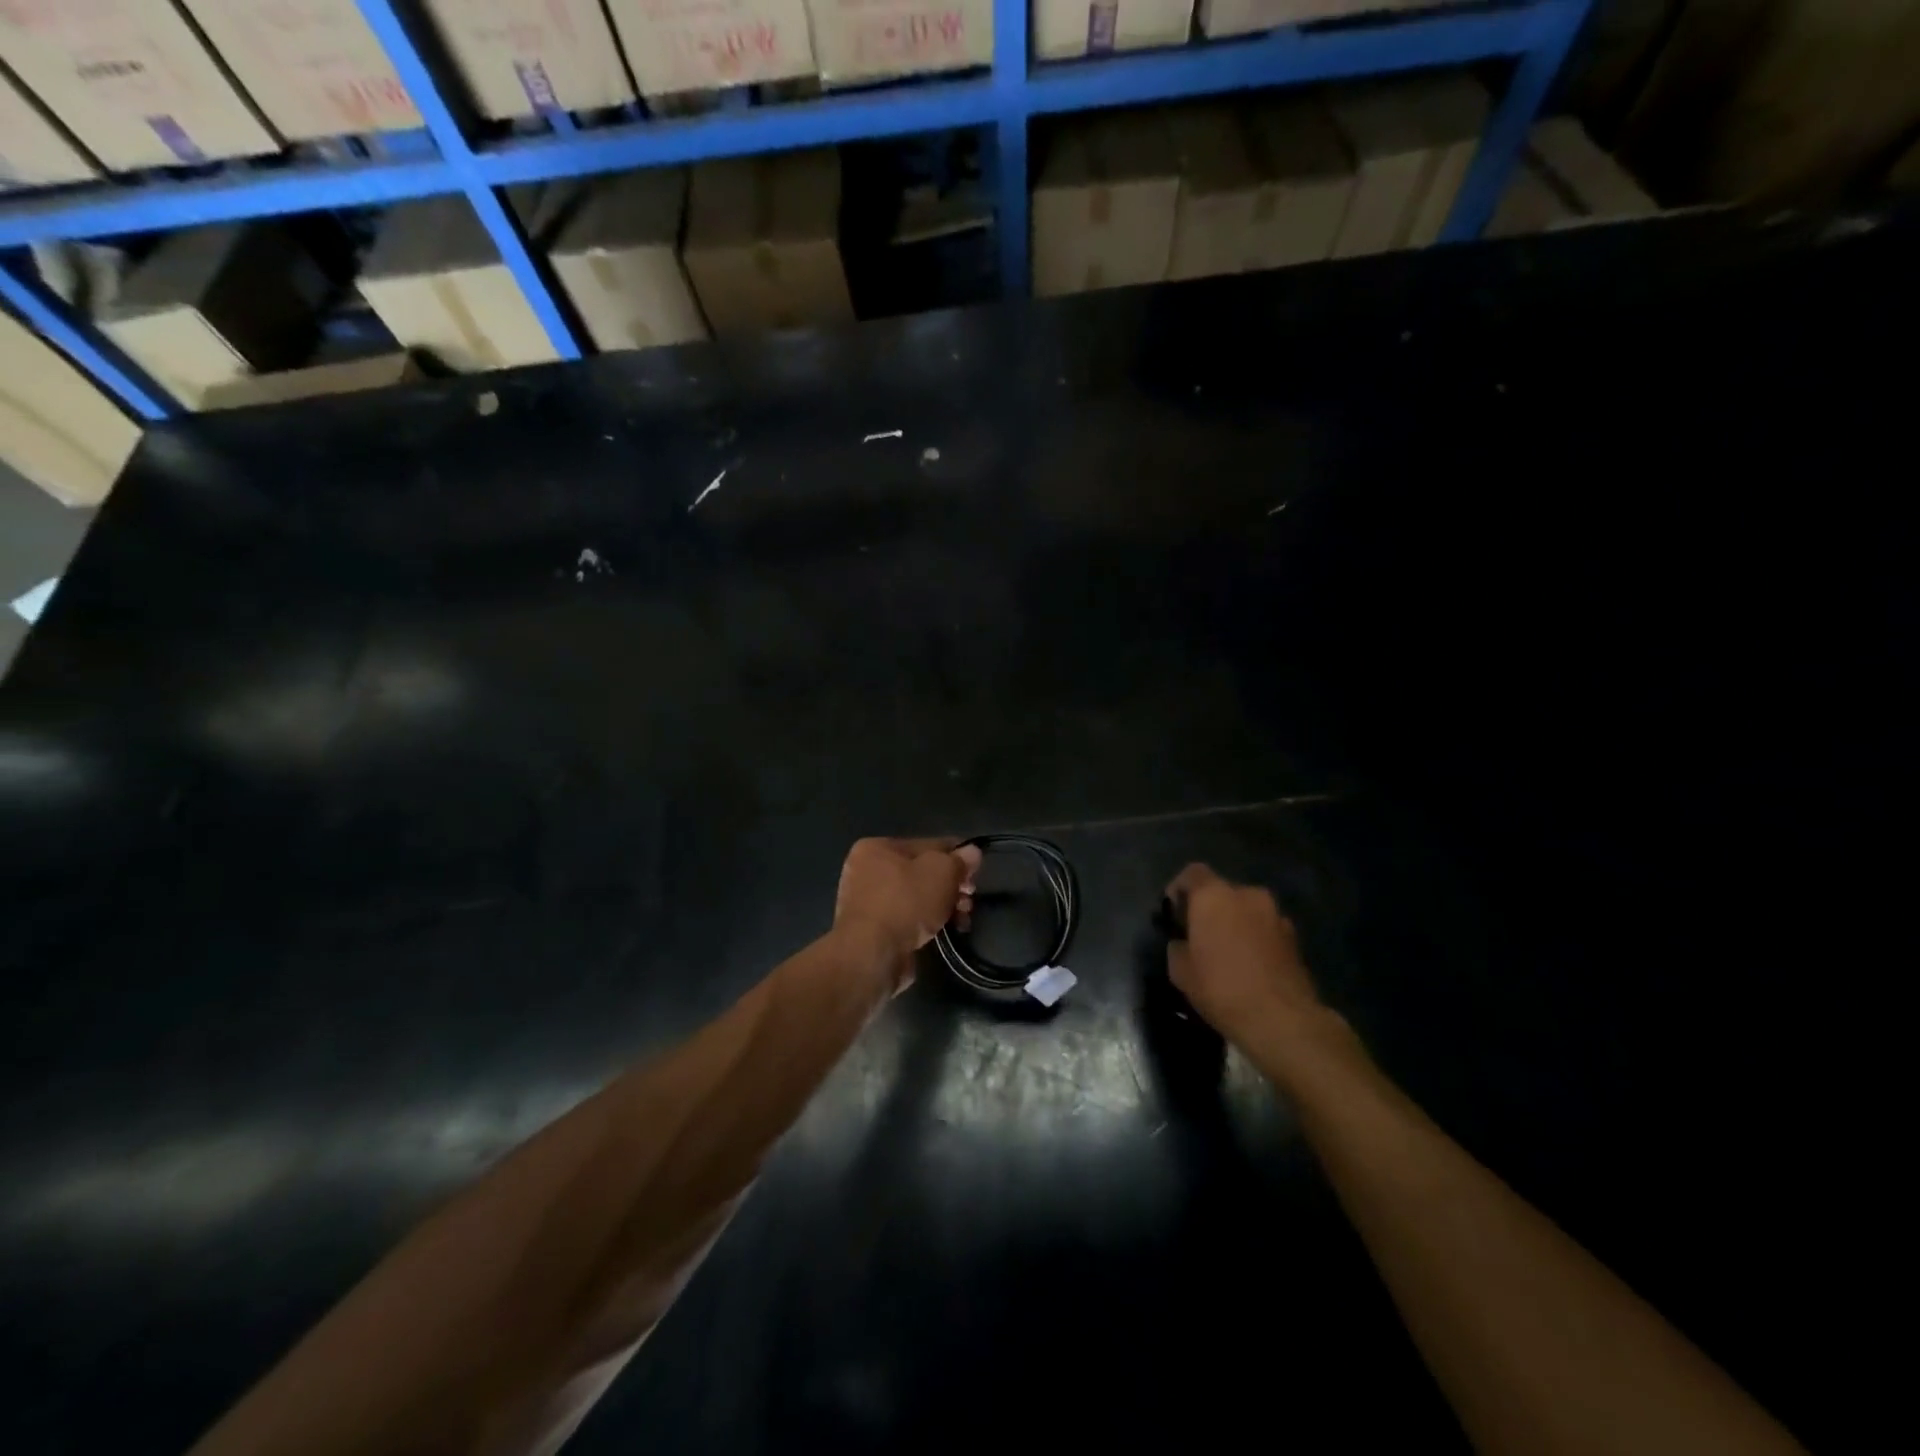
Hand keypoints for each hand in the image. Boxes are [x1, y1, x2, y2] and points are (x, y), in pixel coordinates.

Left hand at [835, 838, 981, 973]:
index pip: (926, 845)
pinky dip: (926, 924)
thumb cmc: (906, 902)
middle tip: (969, 901)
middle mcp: (866, 871)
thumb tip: (972, 852)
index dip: (955, 857)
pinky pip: (906, 920)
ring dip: (942, 907)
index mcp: (877, 848)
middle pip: (920, 873)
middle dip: (950, 886)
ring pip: (915, 898)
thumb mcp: (942, 872)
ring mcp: (866, 903)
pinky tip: (944, 932)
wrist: (873, 953)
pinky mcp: (872, 932)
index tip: (975, 874)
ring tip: (962, 920)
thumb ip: (959, 860)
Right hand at [1165, 864, 1332, 1055]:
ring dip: (1235, 923)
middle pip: (1222, 891)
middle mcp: (1247, 895)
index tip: (1173, 913)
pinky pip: (1265, 929)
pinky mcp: (1295, 938)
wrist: (1283, 1020)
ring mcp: (1276, 915)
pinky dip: (1255, 939)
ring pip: (1247, 910)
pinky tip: (1250, 966)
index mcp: (1214, 896)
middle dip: (1210, 909)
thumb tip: (1184, 943)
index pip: (1192, 873)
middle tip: (1200, 936)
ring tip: (1228, 953)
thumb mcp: (1180, 971)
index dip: (1180, 888)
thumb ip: (1178, 947)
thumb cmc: (1221, 988)